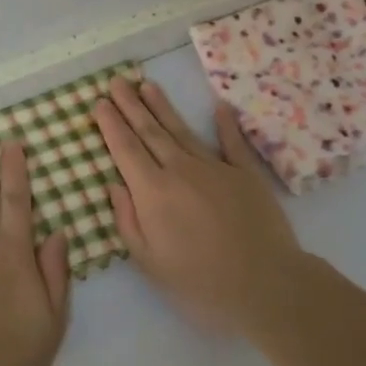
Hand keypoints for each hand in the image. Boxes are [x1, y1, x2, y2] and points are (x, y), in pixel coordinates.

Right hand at [95, 77, 310, 330]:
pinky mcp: (245, 174)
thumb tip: (115, 184)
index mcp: (153, 192)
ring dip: (162, 106)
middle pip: (150, 131)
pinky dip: (225, 124)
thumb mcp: (150, 262)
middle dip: (130, 105)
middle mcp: (180, 170)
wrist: (266, 285)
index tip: (99, 102)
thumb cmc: (200, 282)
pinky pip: (232, 143)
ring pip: (182, 130)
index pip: (125, 149)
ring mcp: (215, 168)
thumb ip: (128, 220)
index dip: (110, 124)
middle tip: (116, 81)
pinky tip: (219, 106)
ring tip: (147, 85)